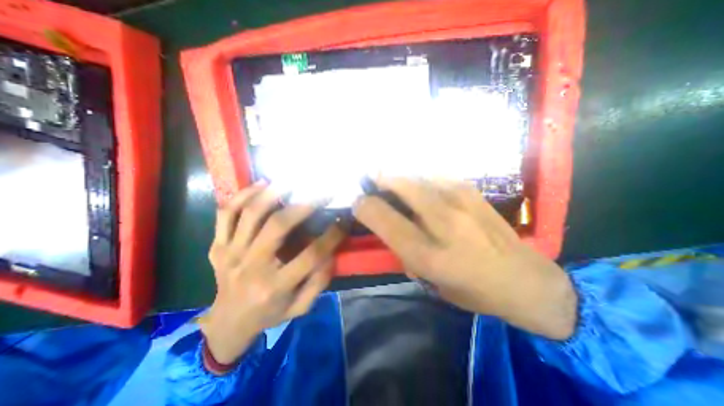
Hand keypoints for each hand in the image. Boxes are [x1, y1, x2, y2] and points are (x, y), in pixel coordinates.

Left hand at [196, 184, 344, 364]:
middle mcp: (251, 266)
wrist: (226, 324)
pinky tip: (261, 184)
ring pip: (250, 213)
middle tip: (322, 192)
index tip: (344, 220)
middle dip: (304, 205)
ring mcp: (231, 253)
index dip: (332, 235)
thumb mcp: (300, 307)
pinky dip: (242, 195)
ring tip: (292, 182)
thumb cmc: (269, 315)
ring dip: (274, 193)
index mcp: (275, 285)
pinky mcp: (218, 245)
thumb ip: (318, 282)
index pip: (311, 255)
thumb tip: (330, 252)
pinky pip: (226, 214)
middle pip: (278, 226)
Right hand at [354, 179, 580, 340]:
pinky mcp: (475, 194)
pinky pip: (440, 175)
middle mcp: (443, 224)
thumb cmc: (473, 290)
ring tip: (389, 172)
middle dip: (381, 178)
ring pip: (421, 177)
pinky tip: (418, 176)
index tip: (358, 202)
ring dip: (401, 173)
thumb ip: (406, 254)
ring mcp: (462, 204)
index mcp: (428, 255)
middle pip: (404, 188)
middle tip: (370, 176)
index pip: (386, 221)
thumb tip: (391, 228)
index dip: (366, 207)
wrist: (525, 280)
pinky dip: (422, 174)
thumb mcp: (431, 282)